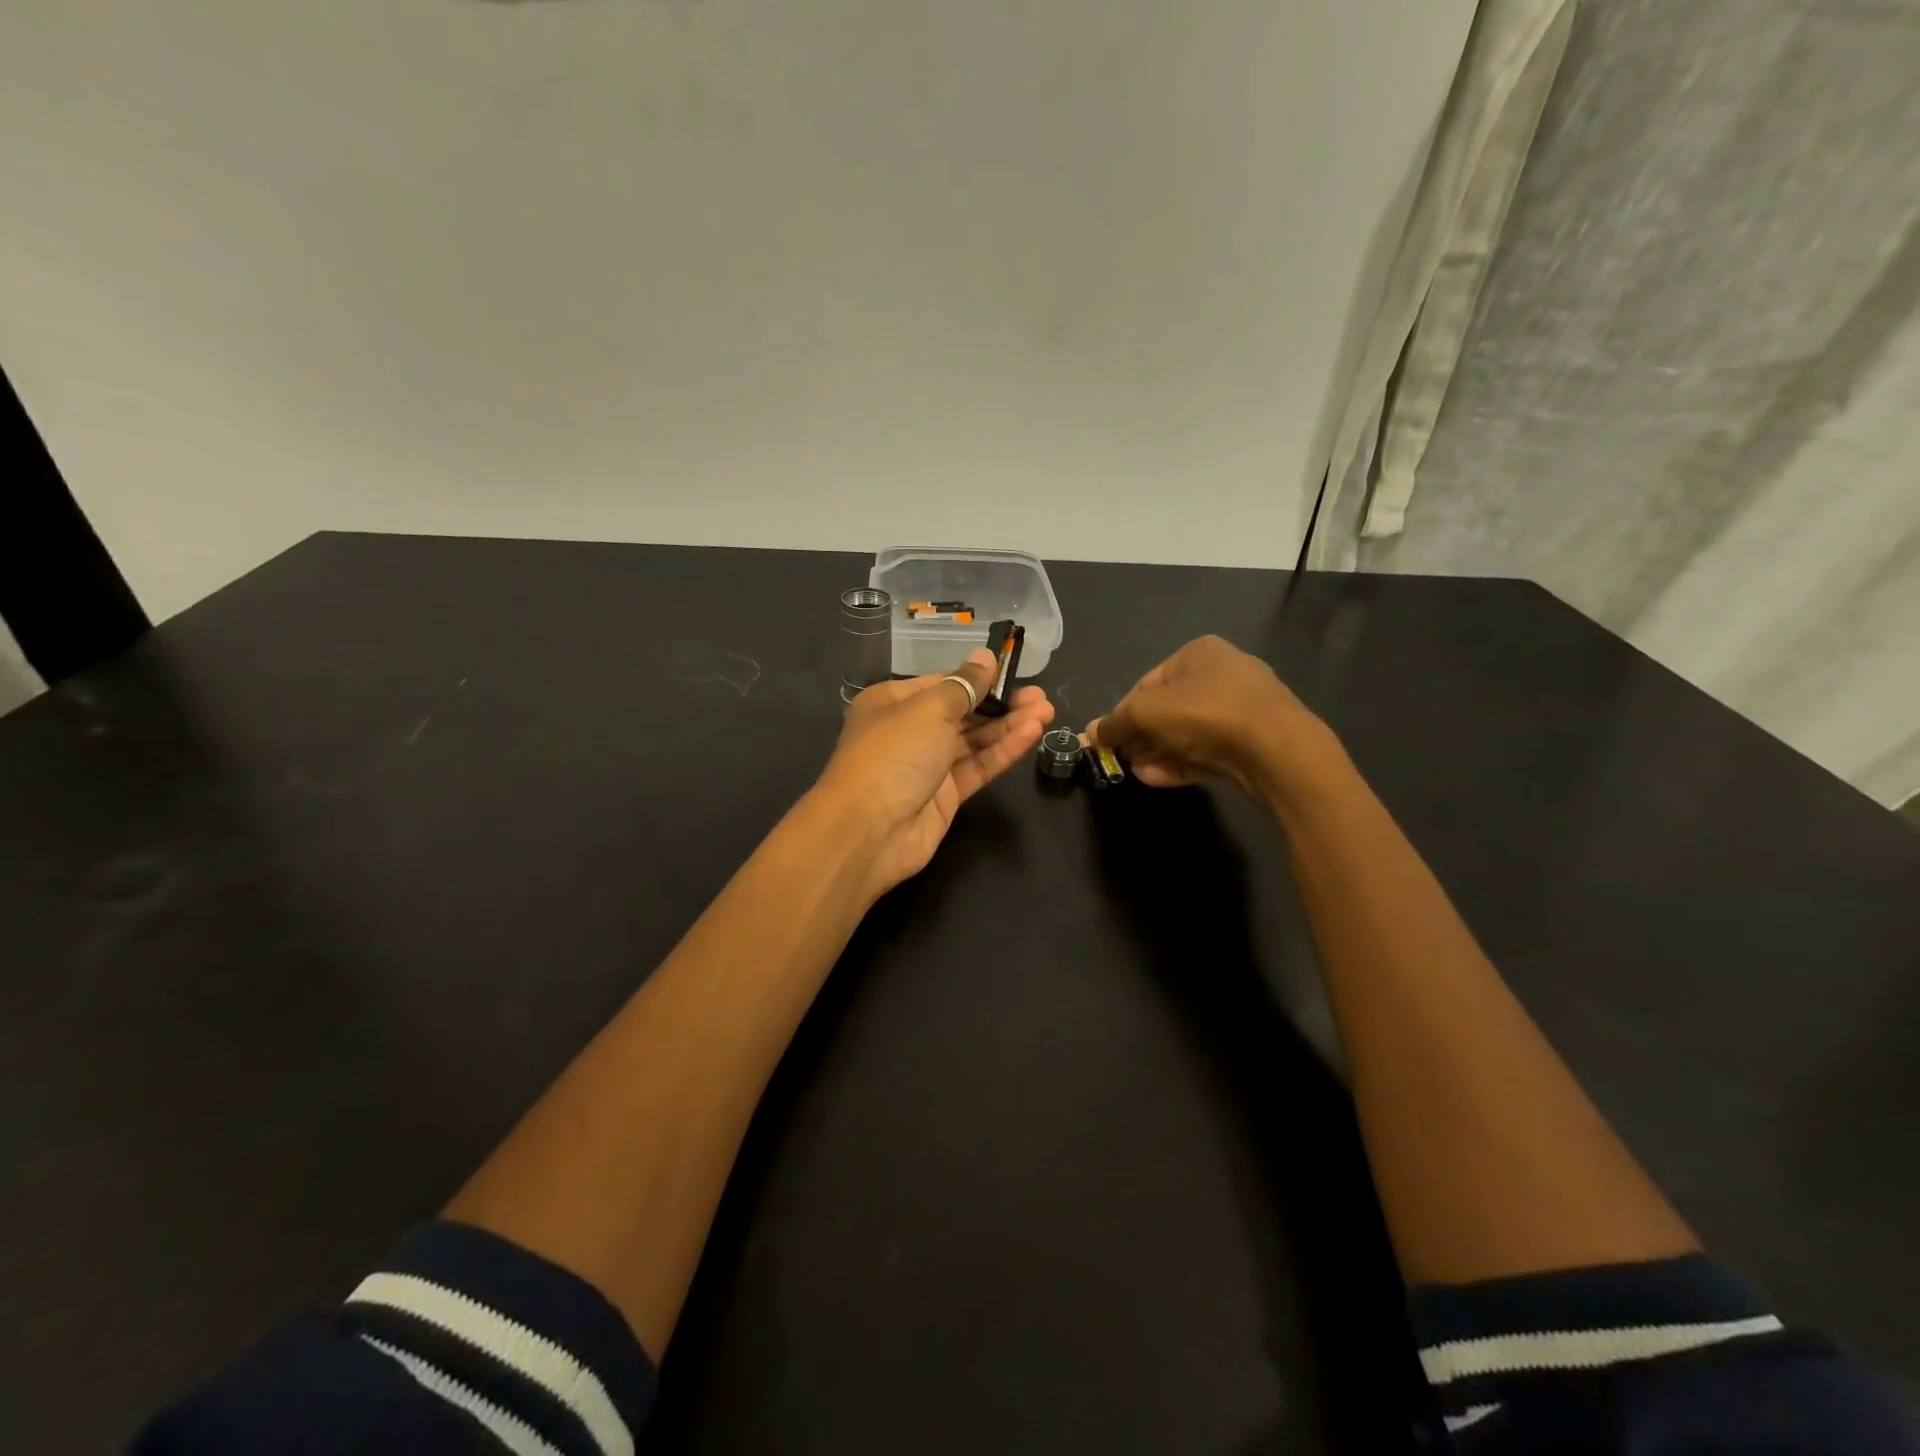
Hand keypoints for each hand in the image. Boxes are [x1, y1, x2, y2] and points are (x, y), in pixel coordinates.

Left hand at [815, 650, 1053, 898]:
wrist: (869, 830)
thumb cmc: (893, 753)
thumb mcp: (929, 709)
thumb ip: (963, 685)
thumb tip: (985, 657)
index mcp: (893, 702)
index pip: (942, 684)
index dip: (977, 678)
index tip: (1012, 672)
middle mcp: (909, 730)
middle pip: (962, 712)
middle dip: (1000, 703)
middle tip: (1040, 696)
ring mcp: (928, 765)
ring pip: (974, 740)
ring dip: (1009, 725)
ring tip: (1047, 711)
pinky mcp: (945, 795)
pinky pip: (978, 766)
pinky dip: (1003, 750)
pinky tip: (1032, 734)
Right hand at [1087, 635, 1326, 793]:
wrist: (1275, 748)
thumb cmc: (1203, 713)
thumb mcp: (1144, 714)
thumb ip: (1115, 723)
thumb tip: (1092, 732)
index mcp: (1198, 652)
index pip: (1147, 683)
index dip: (1123, 712)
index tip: (1108, 739)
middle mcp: (1224, 672)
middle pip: (1168, 709)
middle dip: (1142, 736)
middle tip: (1124, 759)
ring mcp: (1244, 707)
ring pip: (1189, 732)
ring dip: (1159, 752)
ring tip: (1140, 773)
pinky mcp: (1256, 740)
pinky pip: (1210, 749)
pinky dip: (1184, 762)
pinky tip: (1161, 779)